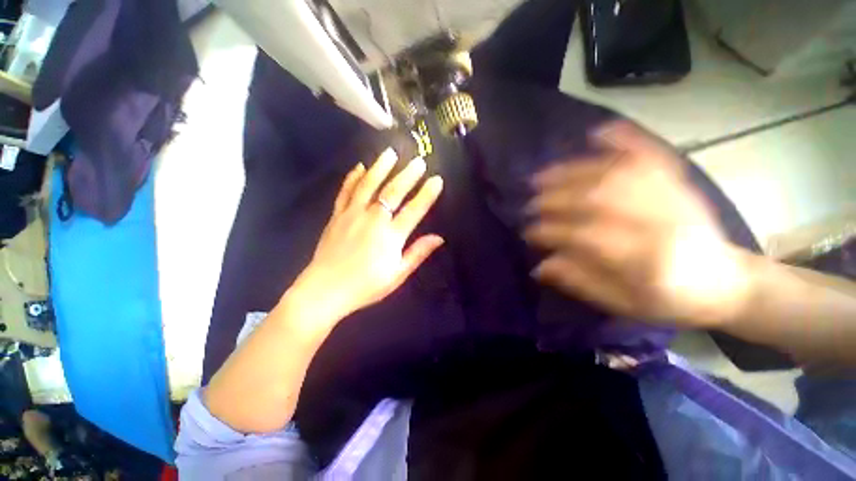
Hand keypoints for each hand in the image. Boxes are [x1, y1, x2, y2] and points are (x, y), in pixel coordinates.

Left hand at [293, 148, 444, 321]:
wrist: (324, 291)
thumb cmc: (365, 286)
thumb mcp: (397, 274)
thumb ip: (418, 253)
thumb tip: (439, 238)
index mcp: (390, 236)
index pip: (414, 209)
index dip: (427, 194)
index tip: (437, 180)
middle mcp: (373, 220)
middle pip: (393, 192)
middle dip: (408, 175)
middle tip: (418, 161)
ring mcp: (352, 214)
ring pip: (368, 185)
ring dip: (381, 167)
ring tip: (390, 152)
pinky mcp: (337, 215)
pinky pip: (345, 192)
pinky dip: (353, 178)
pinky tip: (359, 167)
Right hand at [525, 121, 751, 327]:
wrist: (726, 282)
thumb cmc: (671, 299)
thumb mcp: (622, 303)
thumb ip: (580, 282)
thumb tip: (540, 266)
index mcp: (648, 259)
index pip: (585, 237)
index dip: (550, 232)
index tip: (528, 233)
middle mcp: (662, 221)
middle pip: (597, 199)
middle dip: (554, 200)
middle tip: (530, 204)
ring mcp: (673, 196)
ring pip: (615, 172)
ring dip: (572, 171)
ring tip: (542, 175)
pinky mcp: (679, 182)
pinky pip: (651, 152)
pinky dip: (625, 138)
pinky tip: (599, 131)